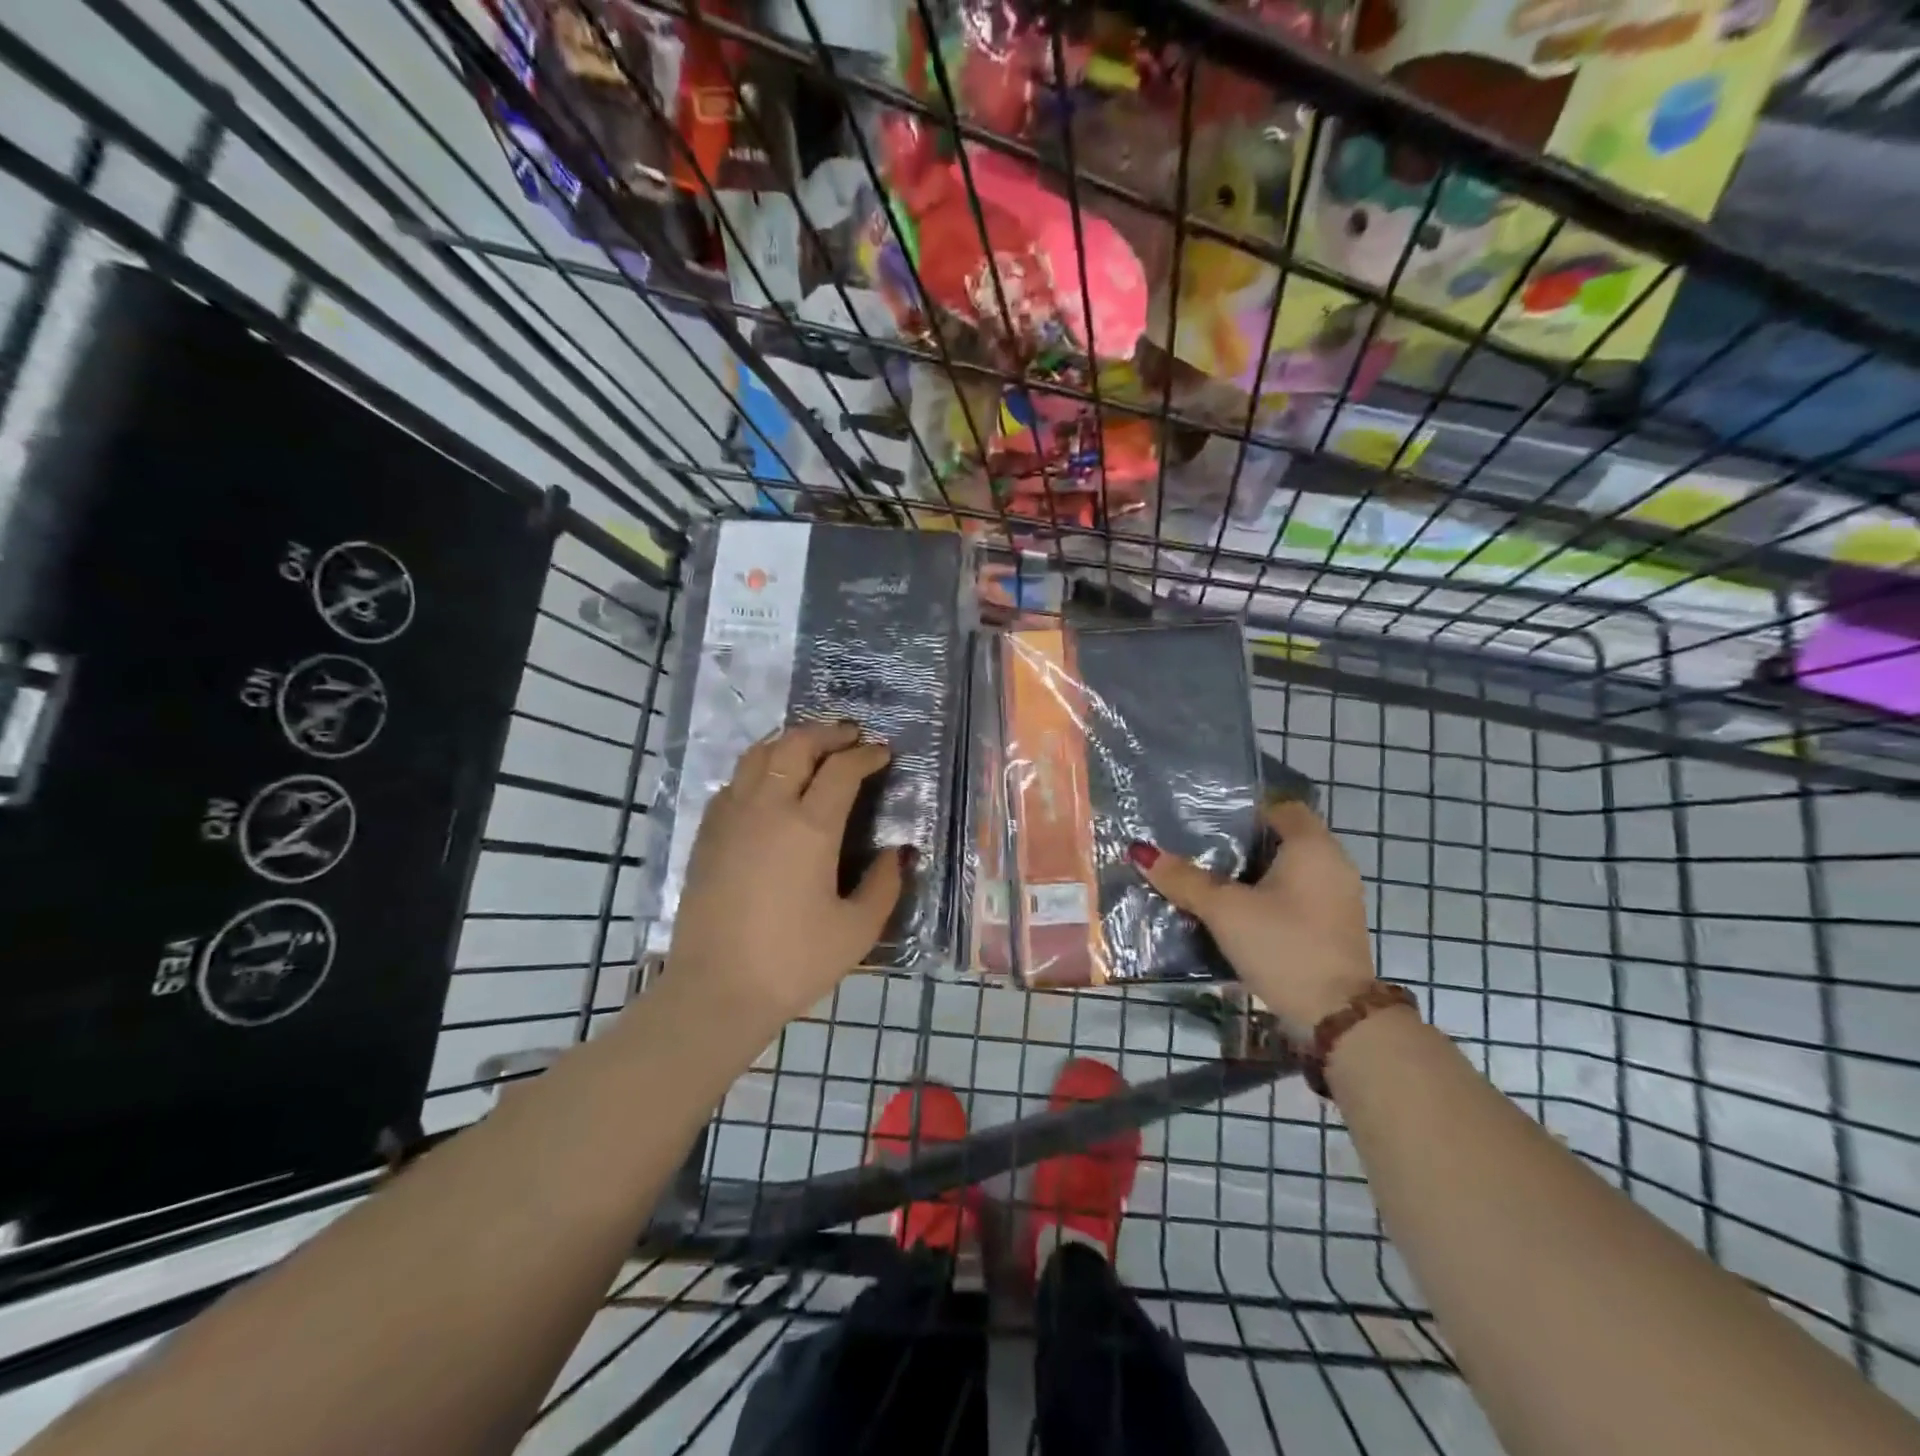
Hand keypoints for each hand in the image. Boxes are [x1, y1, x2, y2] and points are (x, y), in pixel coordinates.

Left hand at [666, 721, 905, 1033]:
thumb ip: (885, 884)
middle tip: (850, 736)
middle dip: (827, 733)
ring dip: (789, 743)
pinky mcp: (707, 835)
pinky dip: (758, 769)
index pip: (842, 769)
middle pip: (796, 745)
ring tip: (810, 749)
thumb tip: (898, 853)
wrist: (716, 991)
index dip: (866, 755)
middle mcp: (768, 809)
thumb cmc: (793, 962)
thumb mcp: (857, 930)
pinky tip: (769, 786)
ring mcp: (731, 818)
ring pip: (758, 755)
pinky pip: (734, 782)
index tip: (882, 754)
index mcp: (809, 828)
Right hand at [1130, 800, 1374, 1036]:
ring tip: (1211, 882)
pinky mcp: (1334, 927)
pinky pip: (1297, 896)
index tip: (1208, 822)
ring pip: (1289, 871)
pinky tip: (1238, 913)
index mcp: (1312, 846)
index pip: (1280, 806)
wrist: (1336, 1018)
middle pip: (1283, 838)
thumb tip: (1141, 851)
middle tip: (1200, 850)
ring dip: (1255, 874)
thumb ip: (1184, 879)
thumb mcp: (1225, 910)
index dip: (1244, 810)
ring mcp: (1338, 898)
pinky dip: (1270, 897)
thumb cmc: (1282, 945)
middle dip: (1243, 844)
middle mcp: (1333, 863)